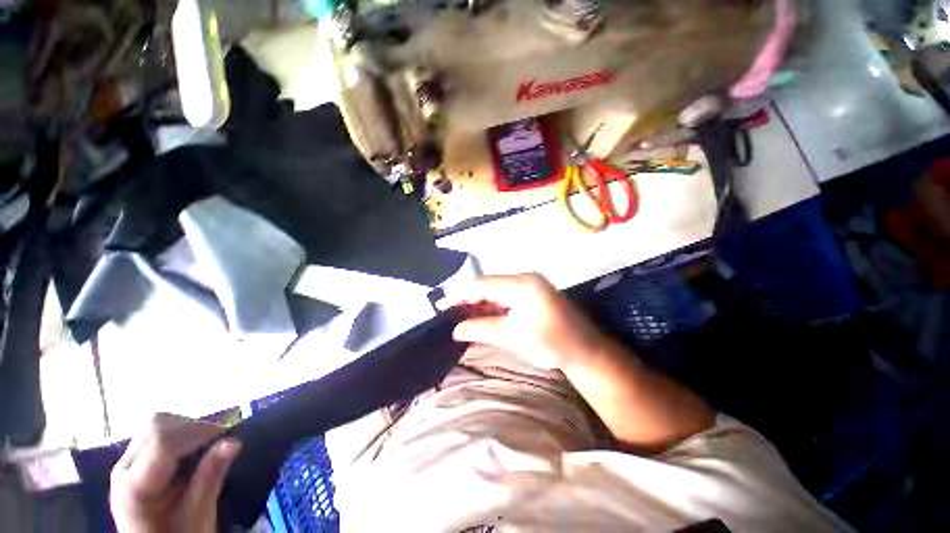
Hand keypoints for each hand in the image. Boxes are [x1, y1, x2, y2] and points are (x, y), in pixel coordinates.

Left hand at [110, 413, 240, 532]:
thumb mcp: (198, 515)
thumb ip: (210, 478)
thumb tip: (234, 441)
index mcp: (135, 488)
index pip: (162, 443)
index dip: (198, 433)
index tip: (227, 439)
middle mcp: (123, 469)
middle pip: (156, 427)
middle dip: (193, 428)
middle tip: (219, 442)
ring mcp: (126, 463)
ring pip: (156, 424)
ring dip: (186, 428)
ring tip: (206, 446)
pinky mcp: (133, 461)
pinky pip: (155, 432)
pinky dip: (179, 433)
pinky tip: (191, 450)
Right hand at [439, 274, 606, 368]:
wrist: (585, 351)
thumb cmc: (551, 344)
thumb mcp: (513, 337)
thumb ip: (482, 329)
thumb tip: (455, 330)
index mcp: (522, 284)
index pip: (482, 285)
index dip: (460, 294)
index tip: (441, 304)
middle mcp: (525, 279)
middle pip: (488, 285)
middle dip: (467, 298)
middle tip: (447, 311)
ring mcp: (530, 286)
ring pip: (496, 291)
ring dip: (479, 302)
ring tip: (460, 314)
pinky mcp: (532, 295)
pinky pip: (506, 297)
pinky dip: (492, 306)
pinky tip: (480, 314)